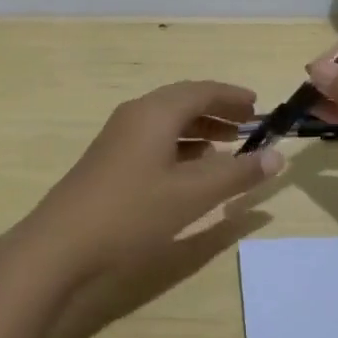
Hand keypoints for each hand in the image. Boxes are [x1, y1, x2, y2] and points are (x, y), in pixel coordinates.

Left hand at [6, 81, 282, 333]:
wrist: (59, 246)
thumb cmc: (131, 213)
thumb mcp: (192, 195)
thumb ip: (237, 174)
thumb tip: (277, 156)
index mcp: (155, 112)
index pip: (202, 91)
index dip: (232, 97)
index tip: (258, 107)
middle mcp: (135, 115)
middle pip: (183, 102)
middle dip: (217, 112)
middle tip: (247, 126)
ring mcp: (118, 138)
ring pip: (167, 123)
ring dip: (199, 131)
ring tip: (227, 149)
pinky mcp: (109, 162)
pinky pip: (153, 141)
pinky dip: (180, 147)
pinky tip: (191, 171)